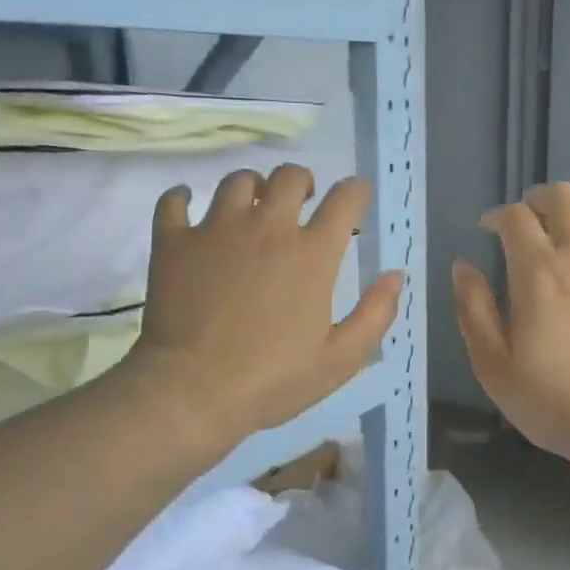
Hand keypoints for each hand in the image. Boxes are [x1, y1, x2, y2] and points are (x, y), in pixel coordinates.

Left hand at [121, 163, 400, 449]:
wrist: (192, 392)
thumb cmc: (273, 380)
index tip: (356, 197)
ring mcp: (216, 230)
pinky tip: (188, 205)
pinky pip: (174, 201)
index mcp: (312, 254)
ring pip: (237, 181)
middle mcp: (267, 228)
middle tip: (302, 202)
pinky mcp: (174, 242)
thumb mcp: (341, 359)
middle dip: (303, 182)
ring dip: (252, 187)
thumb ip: (376, 314)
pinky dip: (183, 197)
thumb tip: (395, 275)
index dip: (356, 192)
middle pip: (289, 177)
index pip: (344, 200)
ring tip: (252, 207)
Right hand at [453, 182, 569, 466]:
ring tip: (565, 253)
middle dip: (540, 199)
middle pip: (564, 197)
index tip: (487, 229)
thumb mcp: (494, 365)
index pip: (516, 217)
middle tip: (528, 221)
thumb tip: (463, 267)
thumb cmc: (554, 400)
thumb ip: (474, 309)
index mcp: (538, 271)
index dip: (497, 215)